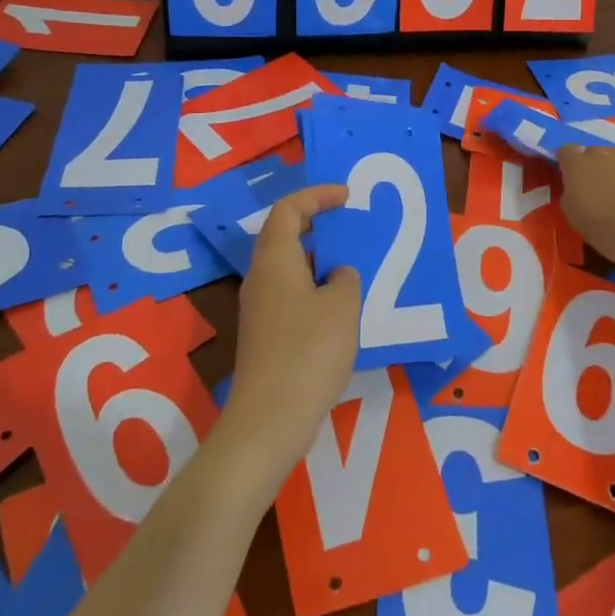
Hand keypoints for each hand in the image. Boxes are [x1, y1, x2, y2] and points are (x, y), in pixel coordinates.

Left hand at [223, 184, 361, 476]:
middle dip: (318, 225)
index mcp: (275, 261)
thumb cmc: (308, 352)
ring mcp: (260, 309)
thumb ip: (345, 279)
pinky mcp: (266, 335)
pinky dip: (316, 288)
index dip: (316, 196)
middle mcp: (261, 278)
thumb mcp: (341, 307)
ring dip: (320, 260)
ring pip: (290, 268)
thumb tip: (337, 275)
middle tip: (350, 226)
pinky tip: (341, 309)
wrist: (270, 419)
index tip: (346, 195)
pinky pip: (292, 295)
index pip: (288, 210)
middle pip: (285, 236)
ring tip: (354, 265)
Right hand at [555, 143, 614, 271]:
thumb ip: (572, 200)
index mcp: (579, 169)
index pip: (565, 152)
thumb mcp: (580, 224)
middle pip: (595, 153)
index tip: (573, 181)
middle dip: (596, 169)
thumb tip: (575, 190)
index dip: (568, 164)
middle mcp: (604, 155)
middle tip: (604, 195)